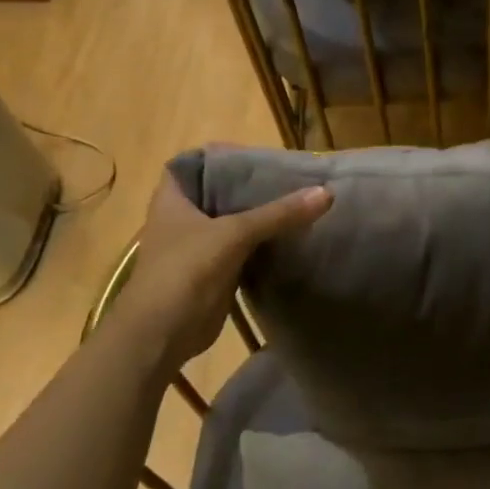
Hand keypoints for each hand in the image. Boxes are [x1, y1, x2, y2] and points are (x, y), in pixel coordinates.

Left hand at [116, 176, 331, 369]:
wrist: (163, 332)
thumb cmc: (186, 270)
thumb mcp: (234, 234)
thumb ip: (278, 214)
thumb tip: (326, 193)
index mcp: (173, 198)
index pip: (194, 163)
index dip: (221, 157)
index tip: (256, 157)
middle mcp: (182, 218)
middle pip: (220, 193)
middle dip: (251, 188)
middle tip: (289, 179)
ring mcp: (197, 247)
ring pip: (234, 224)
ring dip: (260, 218)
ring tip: (297, 203)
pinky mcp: (214, 272)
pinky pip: (243, 251)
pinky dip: (263, 245)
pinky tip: (291, 238)